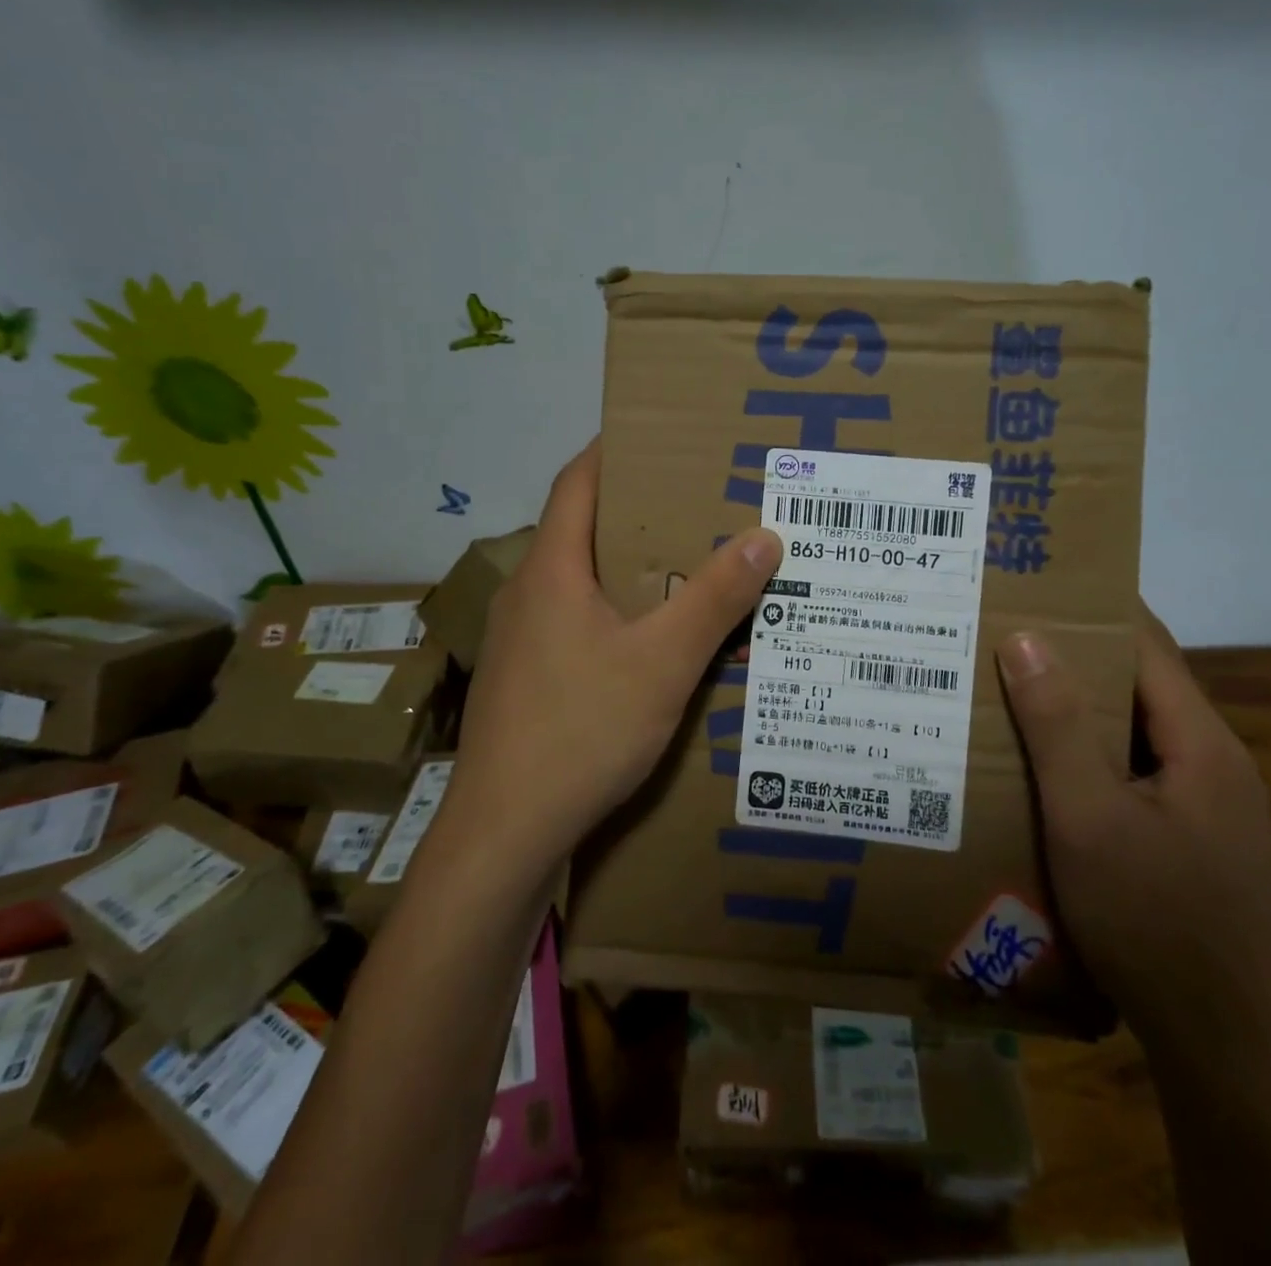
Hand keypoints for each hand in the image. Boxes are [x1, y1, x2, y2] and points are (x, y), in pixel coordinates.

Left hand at [442, 441, 781, 871]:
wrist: (504, 831)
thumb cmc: (582, 730)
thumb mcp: (663, 663)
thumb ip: (715, 600)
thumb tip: (765, 536)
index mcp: (551, 570)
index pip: (577, 482)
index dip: (613, 451)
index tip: (660, 438)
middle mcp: (526, 594)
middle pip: (580, 530)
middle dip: (637, 513)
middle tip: (697, 507)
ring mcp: (517, 640)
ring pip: (577, 583)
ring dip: (626, 569)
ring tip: (686, 570)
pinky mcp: (522, 679)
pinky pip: (572, 623)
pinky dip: (613, 614)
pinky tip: (649, 643)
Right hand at [995, 606, 1270, 1060]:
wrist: (1213, 1041)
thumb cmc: (1148, 919)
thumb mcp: (1088, 817)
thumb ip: (1057, 726)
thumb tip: (1025, 638)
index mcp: (1202, 744)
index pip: (1148, 645)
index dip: (1095, 607)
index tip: (1038, 583)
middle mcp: (1213, 762)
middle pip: (1139, 685)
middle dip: (1073, 655)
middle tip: (1002, 634)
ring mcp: (1205, 803)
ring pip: (1132, 731)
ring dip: (1075, 708)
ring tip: (1007, 688)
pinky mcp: (1188, 836)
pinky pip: (1131, 770)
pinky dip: (1086, 752)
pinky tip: (1039, 763)